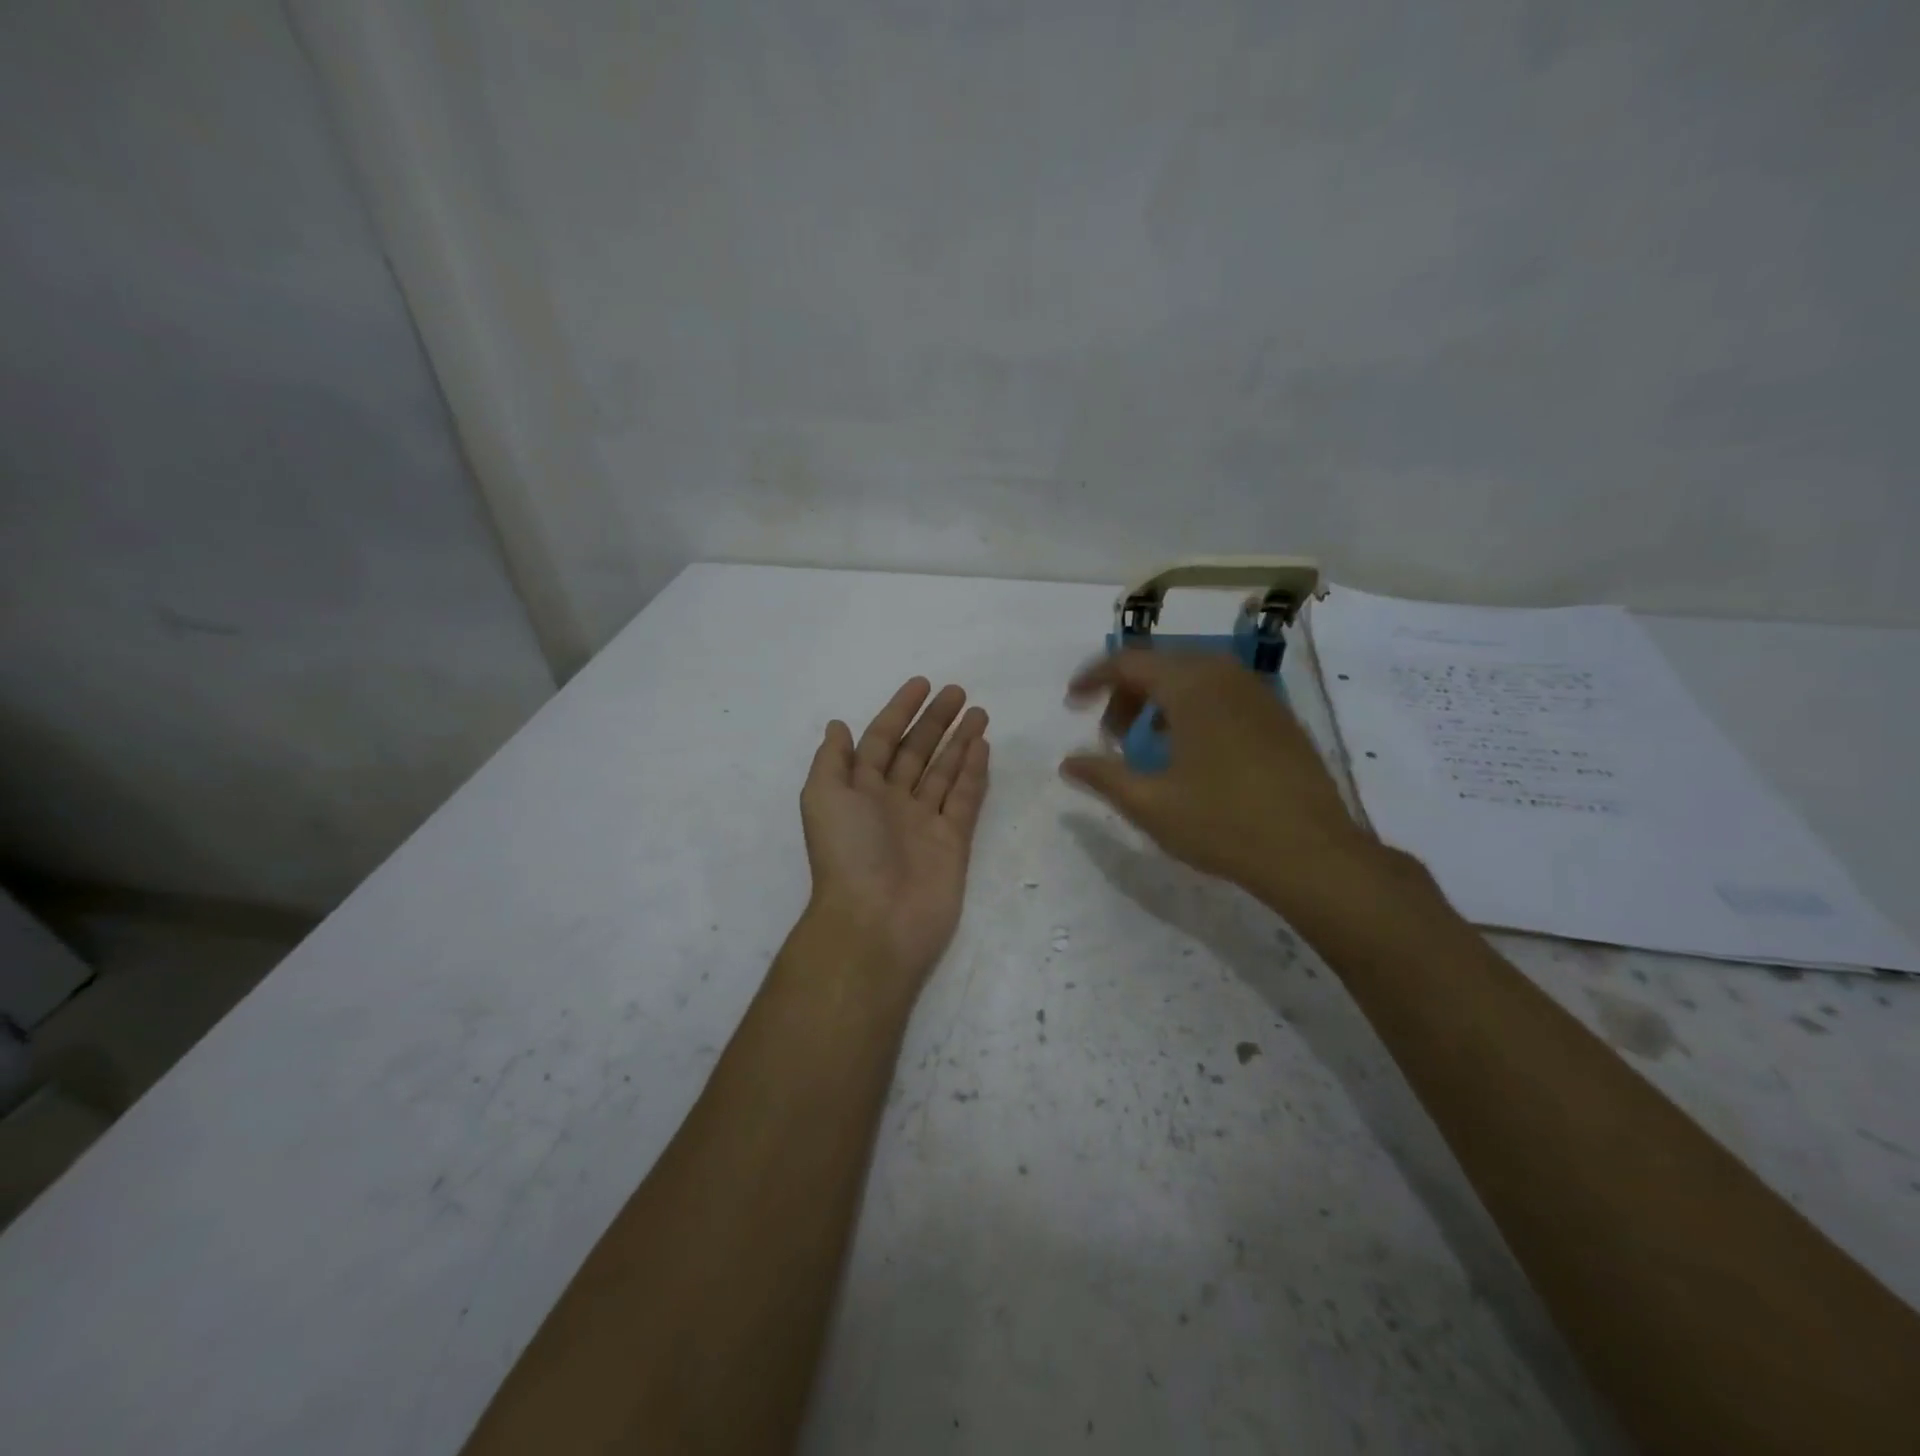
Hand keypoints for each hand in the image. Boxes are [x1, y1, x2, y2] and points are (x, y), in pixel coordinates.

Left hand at [800, 677, 990, 986]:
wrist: (876, 921)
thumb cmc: (847, 853)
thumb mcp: (823, 797)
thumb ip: (833, 760)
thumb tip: (838, 726)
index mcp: (859, 791)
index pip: (880, 741)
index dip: (898, 712)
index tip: (922, 684)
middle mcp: (891, 802)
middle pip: (916, 752)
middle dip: (935, 721)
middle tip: (958, 692)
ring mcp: (924, 822)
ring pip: (944, 771)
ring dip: (959, 741)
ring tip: (979, 712)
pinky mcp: (953, 841)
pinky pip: (964, 799)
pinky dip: (973, 772)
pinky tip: (982, 745)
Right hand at [1059, 653, 1376, 915]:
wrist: (1312, 853)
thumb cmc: (1222, 823)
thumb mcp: (1149, 803)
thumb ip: (1102, 776)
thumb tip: (1067, 762)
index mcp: (1191, 686)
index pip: (1129, 662)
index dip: (1093, 678)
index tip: (1071, 701)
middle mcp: (1225, 676)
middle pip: (1161, 665)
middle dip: (1126, 693)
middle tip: (1109, 735)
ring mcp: (1258, 693)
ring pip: (1194, 678)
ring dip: (1159, 701)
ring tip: (1146, 744)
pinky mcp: (1278, 716)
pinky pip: (1222, 694)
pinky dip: (1193, 708)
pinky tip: (1190, 751)